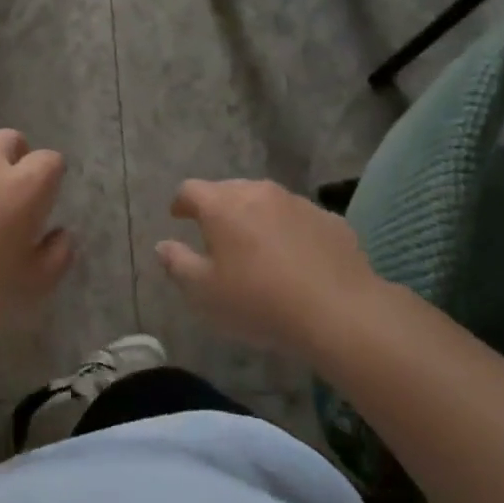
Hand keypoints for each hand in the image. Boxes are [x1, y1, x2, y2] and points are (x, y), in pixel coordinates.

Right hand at [155, 178, 382, 360]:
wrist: (340, 312)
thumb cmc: (260, 301)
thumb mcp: (205, 292)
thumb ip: (177, 264)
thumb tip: (163, 245)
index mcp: (222, 205)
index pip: (190, 190)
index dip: (181, 203)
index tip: (178, 218)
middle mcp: (258, 192)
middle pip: (229, 191)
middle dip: (219, 209)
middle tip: (217, 237)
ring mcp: (297, 202)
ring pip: (266, 202)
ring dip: (256, 218)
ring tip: (258, 248)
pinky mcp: (329, 219)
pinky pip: (299, 219)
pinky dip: (290, 232)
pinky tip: (296, 260)